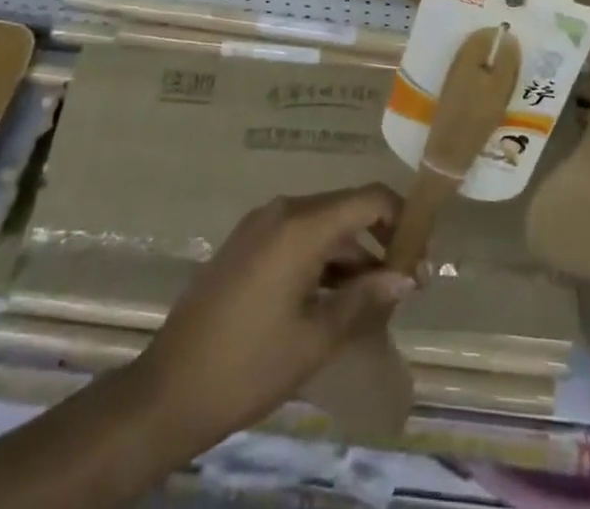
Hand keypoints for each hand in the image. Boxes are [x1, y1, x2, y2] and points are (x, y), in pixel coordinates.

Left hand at [130, 185, 414, 454]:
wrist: (167, 391)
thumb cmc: (248, 366)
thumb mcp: (316, 337)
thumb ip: (364, 297)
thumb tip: (406, 276)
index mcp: (302, 225)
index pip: (370, 198)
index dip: (403, 219)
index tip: (422, 256)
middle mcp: (283, 210)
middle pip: (347, 208)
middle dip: (381, 239)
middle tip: (405, 282)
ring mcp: (260, 224)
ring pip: (323, 224)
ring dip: (352, 252)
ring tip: (375, 296)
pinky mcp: (247, 243)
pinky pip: (298, 236)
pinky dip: (324, 257)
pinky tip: (336, 296)